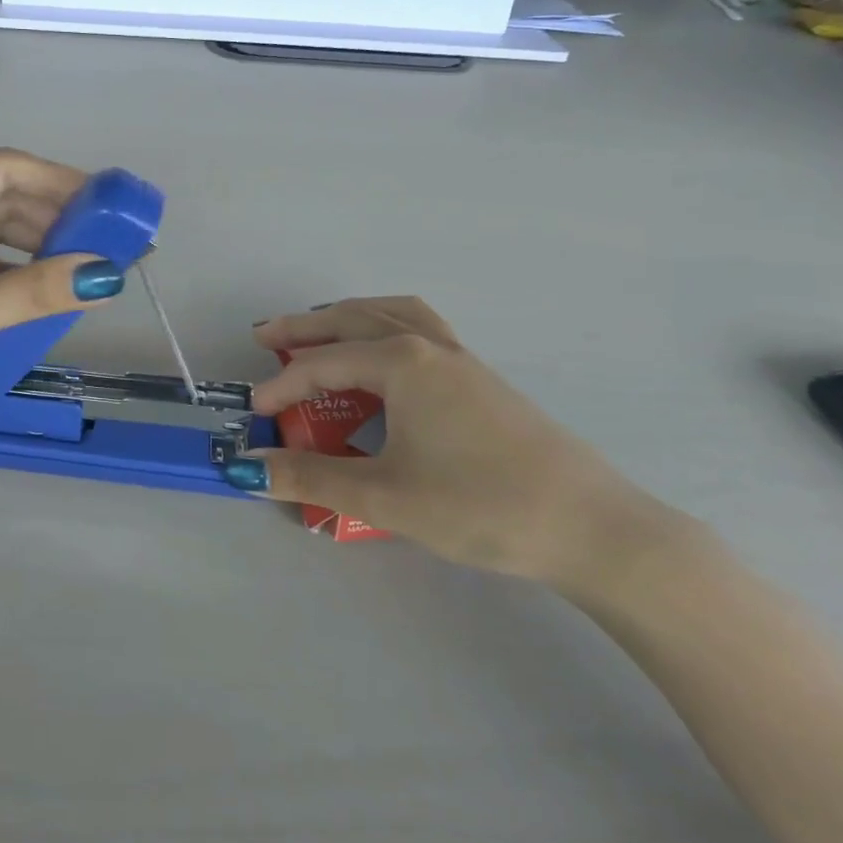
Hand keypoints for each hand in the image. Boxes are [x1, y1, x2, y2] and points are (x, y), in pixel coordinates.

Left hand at [0, 148, 125, 463]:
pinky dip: (14, 282)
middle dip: (56, 220)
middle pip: (1, 203)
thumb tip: (107, 275)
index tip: (110, 204)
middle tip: (112, 246)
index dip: (60, 181)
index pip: (2, 170)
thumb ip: (29, 294)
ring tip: (88, 273)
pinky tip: (46, 300)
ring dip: (38, 252)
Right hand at [230, 298, 670, 591]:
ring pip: (393, 314)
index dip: (281, 387)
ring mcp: (461, 359)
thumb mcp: (385, 497)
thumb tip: (250, 470)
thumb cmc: (481, 505)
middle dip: (305, 327)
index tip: (254, 414)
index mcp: (402, 363)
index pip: (322, 365)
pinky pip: (421, 330)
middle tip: (264, 334)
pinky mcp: (481, 379)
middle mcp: (429, 347)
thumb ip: (312, 480)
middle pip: (353, 320)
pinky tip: (384, 360)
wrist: (592, 527)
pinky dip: (386, 326)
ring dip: (349, 317)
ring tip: (321, 330)